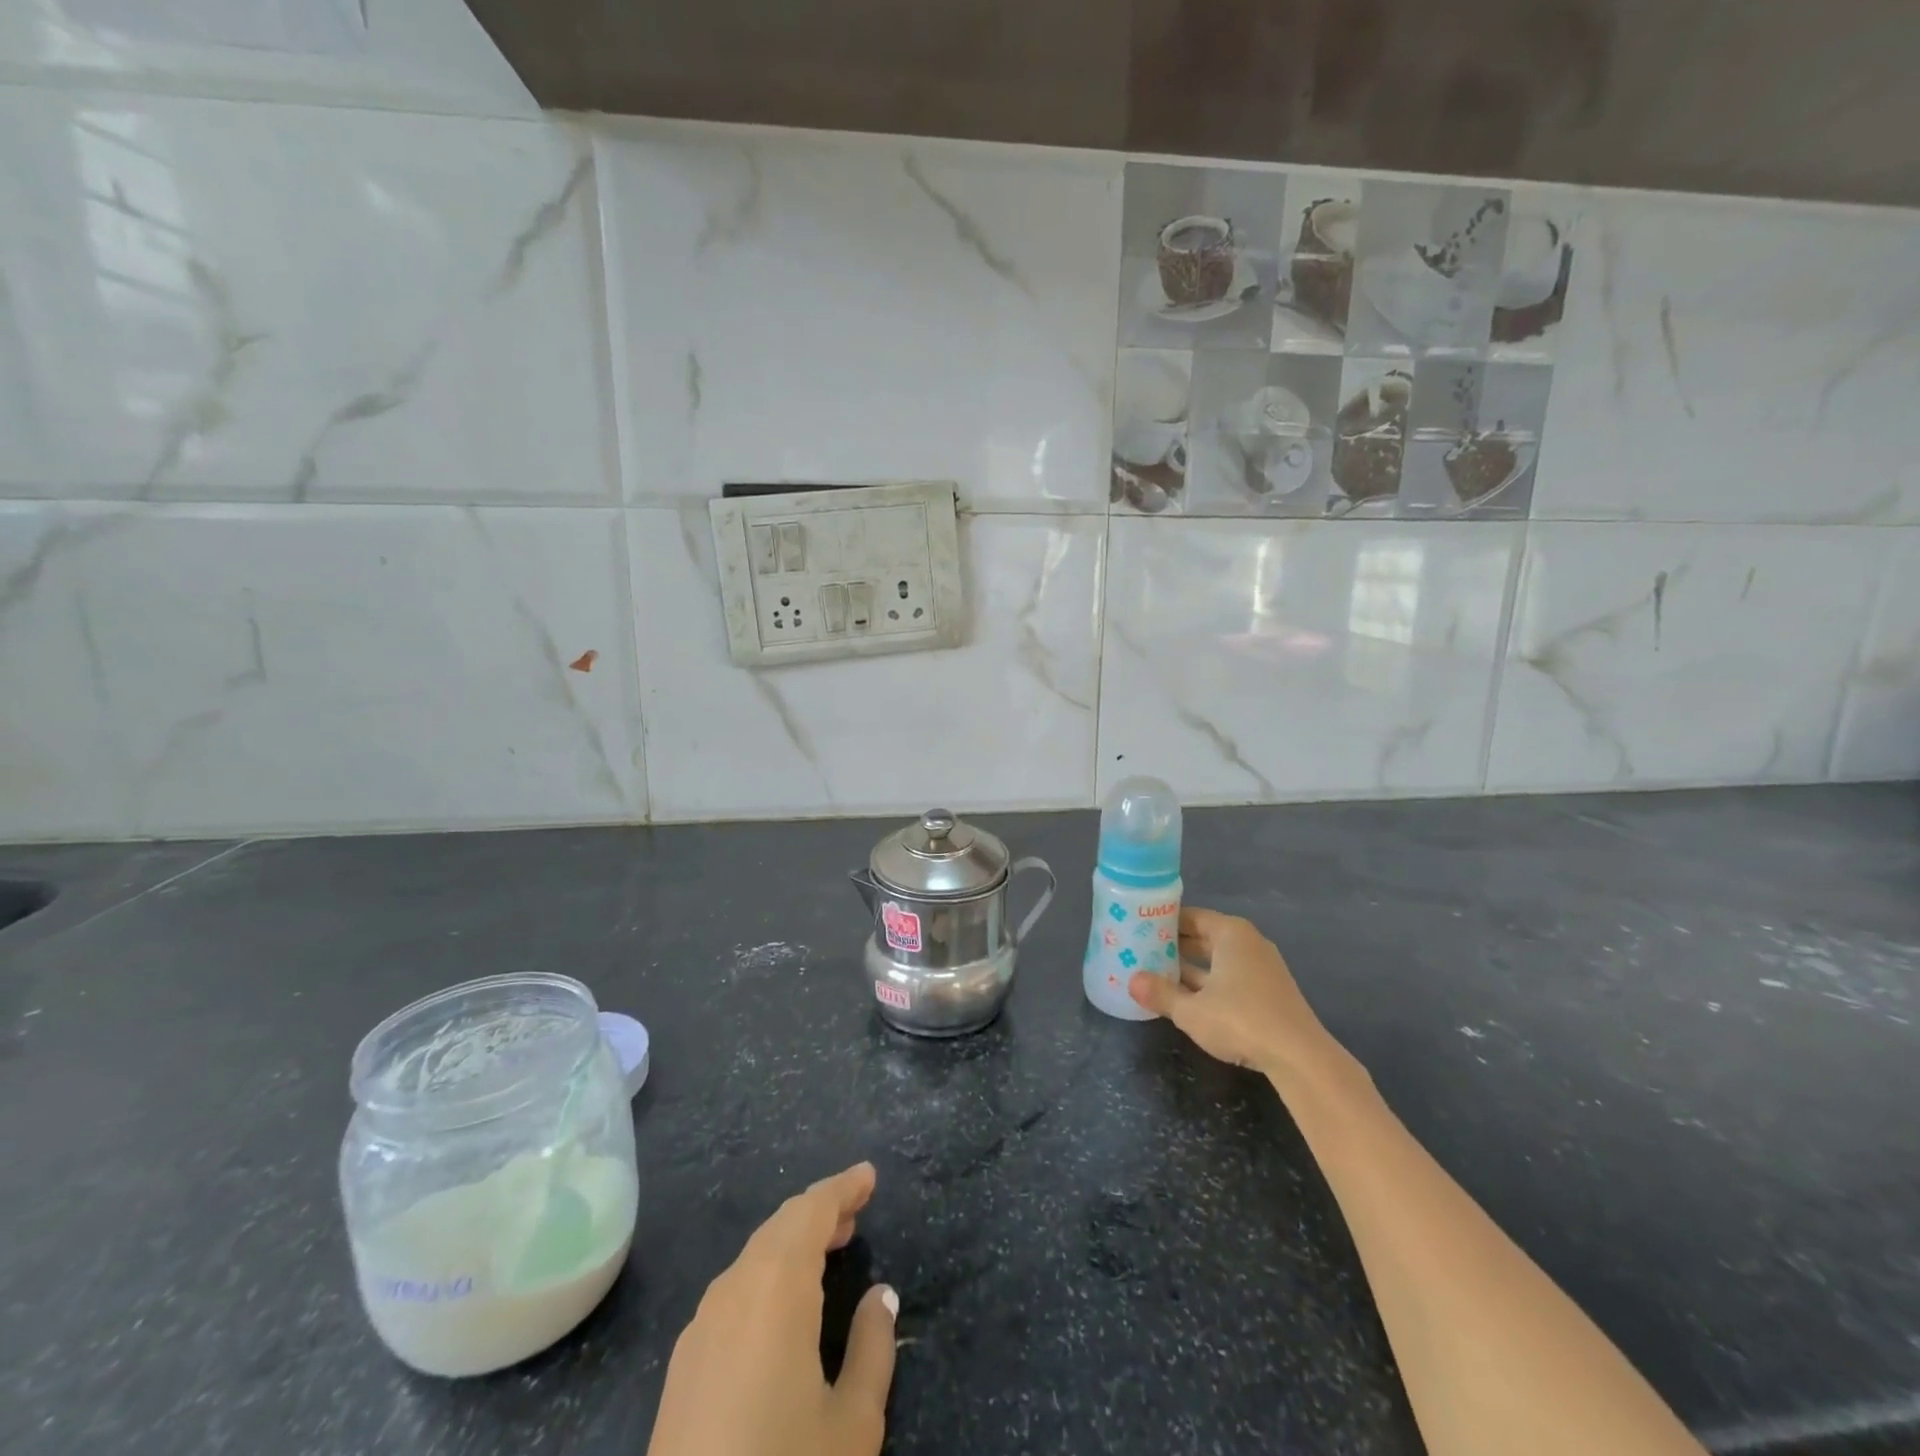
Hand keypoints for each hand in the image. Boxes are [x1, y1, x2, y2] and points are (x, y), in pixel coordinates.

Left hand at [647, 1163, 896, 1455]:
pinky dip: (768, 1274)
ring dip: (793, 1242)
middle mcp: (734, 1290)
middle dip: (820, 1211)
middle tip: (856, 1210)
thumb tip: (881, 1295)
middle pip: (781, 1227)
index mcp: (776, 1287)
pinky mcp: (683, 1365)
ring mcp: (701, 1327)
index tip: (869, 1175)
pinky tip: (785, 1304)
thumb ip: (872, 1347)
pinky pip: (734, 1291)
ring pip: (755, 1257)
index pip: (812, 1211)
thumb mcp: (852, 1424)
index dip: (842, 1188)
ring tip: (830, 1247)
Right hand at [1128, 908, 1337, 1079]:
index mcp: (1230, 933)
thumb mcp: (1192, 1010)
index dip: (1163, 923)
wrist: (1300, 1057)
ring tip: (1156, 975)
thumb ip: (1161, 994)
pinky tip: (1186, 998)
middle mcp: (1248, 943)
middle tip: (1141, 953)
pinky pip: (1229, 978)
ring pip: (1216, 960)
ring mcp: (1261, 968)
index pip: (1190, 917)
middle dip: (1174, 947)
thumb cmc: (1241, 1020)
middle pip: (1203, 937)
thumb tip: (1132, 981)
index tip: (1138, 930)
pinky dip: (1207, 983)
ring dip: (1189, 968)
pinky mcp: (1268, 992)